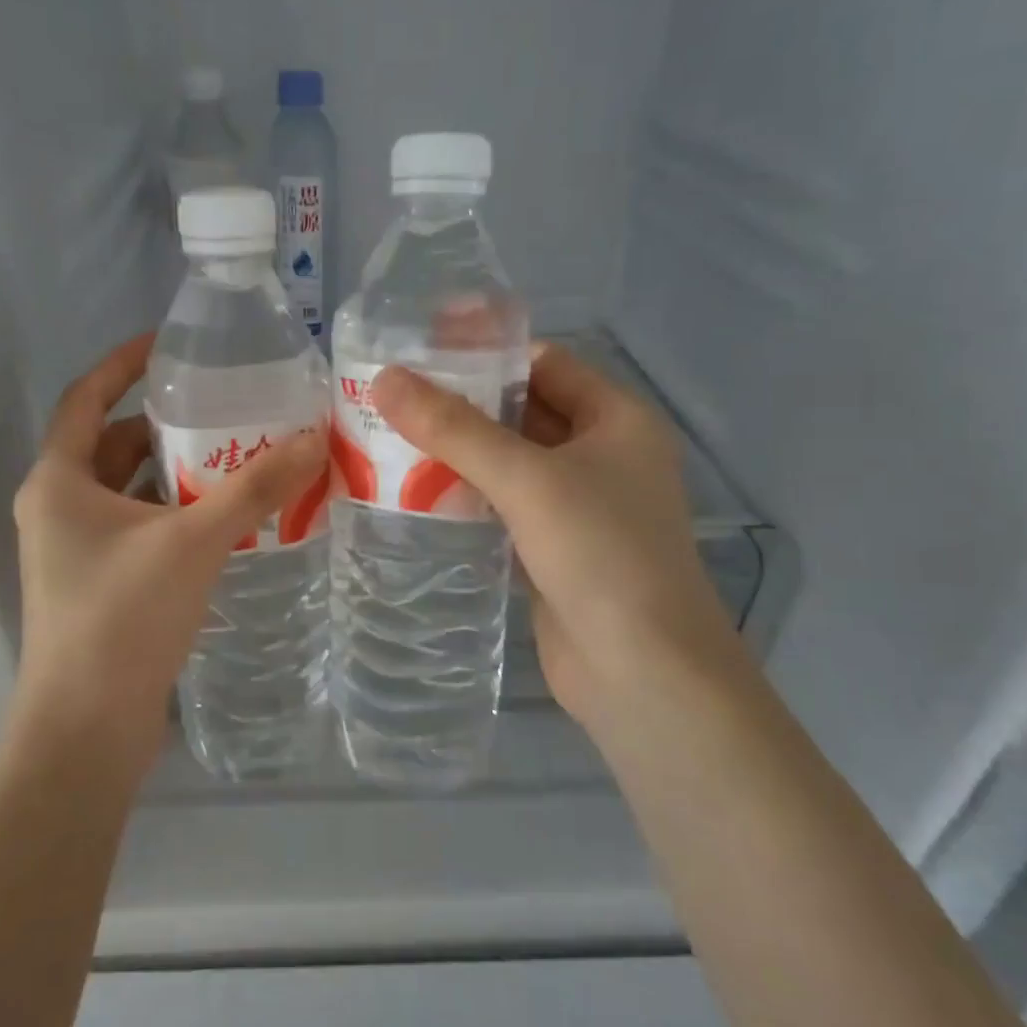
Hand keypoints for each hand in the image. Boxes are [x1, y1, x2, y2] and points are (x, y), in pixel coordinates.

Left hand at [11, 333, 326, 778]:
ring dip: (175, 473)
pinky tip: (222, 520)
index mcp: (58, 481)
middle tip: (224, 408)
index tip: (170, 344)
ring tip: (235, 457)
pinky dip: (173, 514)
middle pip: (113, 444)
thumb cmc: (122, 618)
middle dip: (166, 425)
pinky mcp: (96, 585)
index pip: (86, 397)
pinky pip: (137, 528)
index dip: (124, 363)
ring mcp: (73, 550)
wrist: (84, 730)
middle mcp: (57, 508)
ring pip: (128, 490)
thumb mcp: (193, 541)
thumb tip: (313, 439)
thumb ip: (255, 489)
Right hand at [370, 345, 745, 728]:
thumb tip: (384, 380)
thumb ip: (453, 428)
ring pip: (509, 462)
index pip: (543, 363)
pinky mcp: (554, 548)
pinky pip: (503, 506)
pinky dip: (465, 496)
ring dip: (458, 453)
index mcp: (616, 418)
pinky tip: (414, 493)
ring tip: (388, 438)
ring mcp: (579, 505)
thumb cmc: (600, 553)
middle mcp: (603, 454)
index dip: (484, 353)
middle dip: (462, 405)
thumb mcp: (526, 479)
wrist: (642, 674)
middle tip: (391, 397)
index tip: (419, 353)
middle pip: (523, 411)